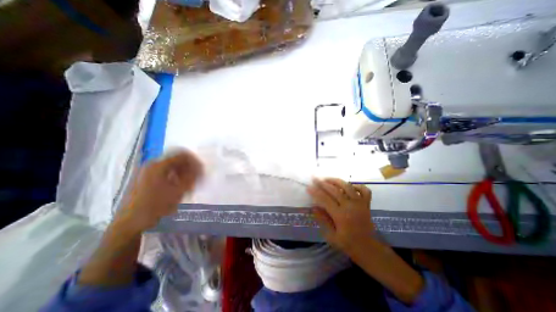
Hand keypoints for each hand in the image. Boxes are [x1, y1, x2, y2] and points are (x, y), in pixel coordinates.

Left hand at [116, 150, 202, 232]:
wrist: (130, 223)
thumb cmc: (156, 206)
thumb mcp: (178, 191)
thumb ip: (191, 176)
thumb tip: (200, 167)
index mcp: (159, 165)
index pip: (183, 155)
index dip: (195, 162)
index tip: (202, 172)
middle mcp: (152, 164)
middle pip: (178, 160)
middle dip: (190, 168)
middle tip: (196, 180)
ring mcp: (147, 171)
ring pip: (172, 166)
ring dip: (183, 173)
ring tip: (189, 186)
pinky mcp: (146, 178)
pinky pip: (166, 172)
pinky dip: (175, 177)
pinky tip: (179, 187)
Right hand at [306, 178, 375, 255]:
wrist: (368, 249)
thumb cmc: (348, 244)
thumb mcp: (331, 236)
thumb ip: (322, 220)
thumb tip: (314, 207)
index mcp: (341, 216)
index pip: (325, 199)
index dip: (315, 192)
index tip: (308, 187)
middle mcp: (350, 206)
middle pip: (334, 190)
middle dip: (323, 183)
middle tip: (314, 178)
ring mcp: (360, 204)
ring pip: (347, 186)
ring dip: (336, 180)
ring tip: (327, 178)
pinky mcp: (367, 204)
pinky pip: (364, 190)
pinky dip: (357, 186)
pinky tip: (349, 186)